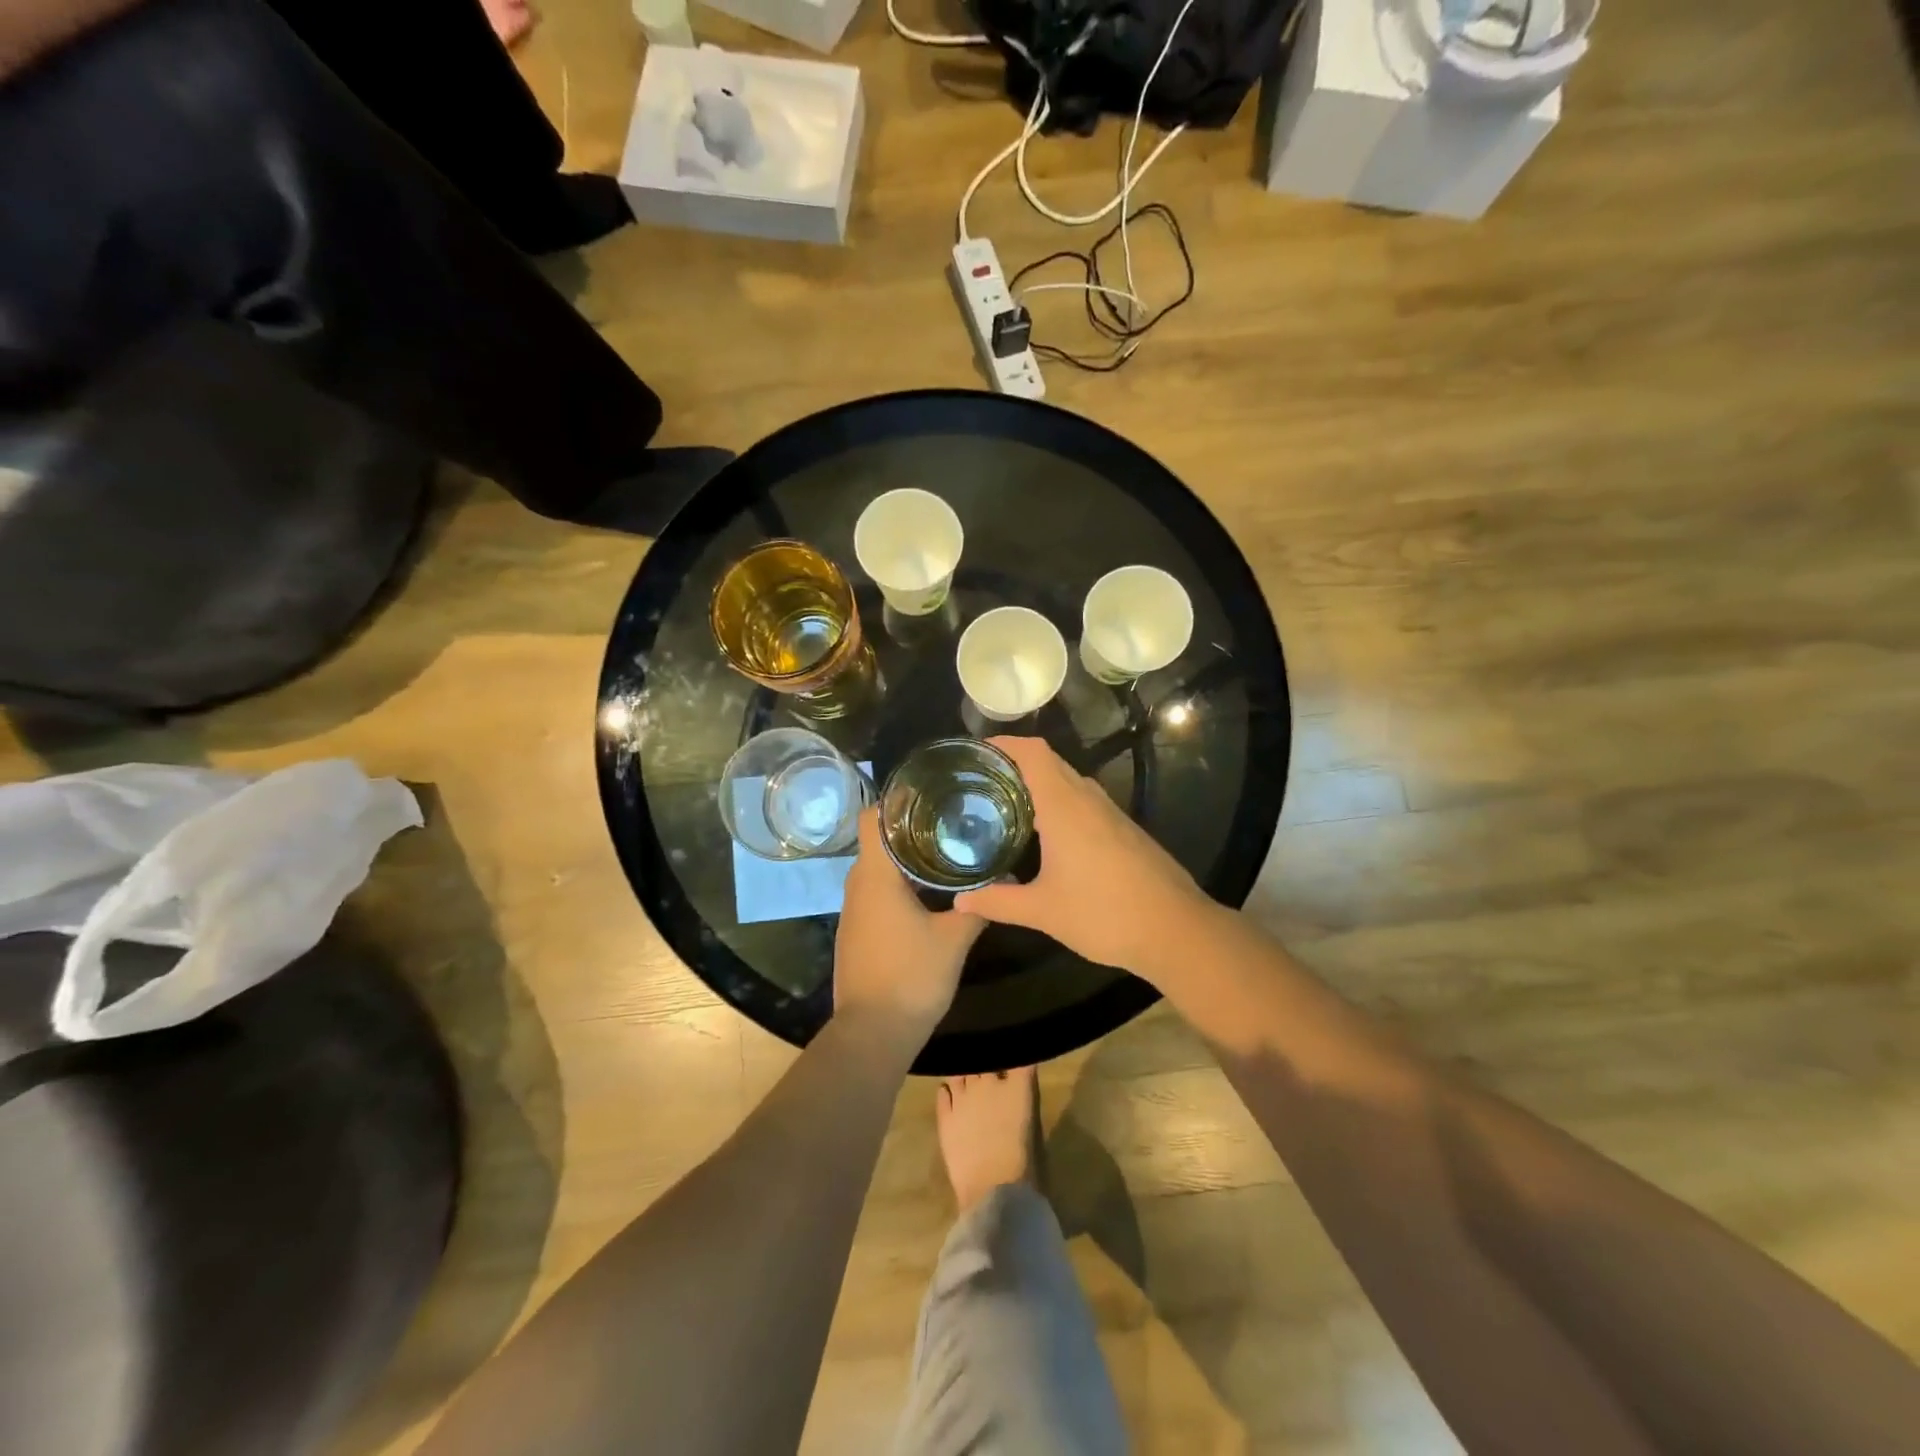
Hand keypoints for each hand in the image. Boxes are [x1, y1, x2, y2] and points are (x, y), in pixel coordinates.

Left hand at [834, 808, 983, 1052]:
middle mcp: (858, 885)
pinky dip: (900, 883)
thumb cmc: (911, 977)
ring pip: (878, 868)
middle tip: (951, 819)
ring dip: (907, 858)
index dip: (897, 799)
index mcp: (875, 876)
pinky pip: (877, 892)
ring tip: (947, 850)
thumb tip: (1005, 876)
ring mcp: (854, 910)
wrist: (872, 1034)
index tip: (930, 792)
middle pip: (879, 840)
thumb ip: (980, 904)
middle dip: (912, 827)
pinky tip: (930, 892)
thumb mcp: (954, 939)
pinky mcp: (857, 930)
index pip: (874, 817)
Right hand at [954, 737, 1214, 983]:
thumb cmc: (1105, 914)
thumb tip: (960, 900)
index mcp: (1065, 807)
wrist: (1177, 930)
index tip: (975, 753)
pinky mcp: (1125, 829)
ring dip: (1039, 784)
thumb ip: (998, 902)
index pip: (1033, 753)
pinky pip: (1085, 801)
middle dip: (1015, 764)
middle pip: (1049, 762)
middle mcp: (1088, 799)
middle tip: (980, 782)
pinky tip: (1047, 835)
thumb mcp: (1043, 911)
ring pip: (1070, 781)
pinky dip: (1060, 803)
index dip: (1004, 744)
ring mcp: (1111, 813)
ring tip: (1006, 804)